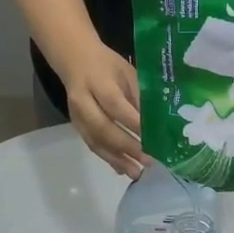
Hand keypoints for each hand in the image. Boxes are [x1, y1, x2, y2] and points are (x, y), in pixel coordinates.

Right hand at [62, 43, 143, 178]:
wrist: (75, 60)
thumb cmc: (108, 65)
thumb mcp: (127, 72)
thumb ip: (139, 96)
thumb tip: (158, 123)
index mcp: (98, 82)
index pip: (115, 105)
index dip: (134, 123)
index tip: (154, 138)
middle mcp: (83, 101)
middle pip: (103, 128)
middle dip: (127, 146)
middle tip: (148, 160)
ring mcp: (77, 116)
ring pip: (96, 141)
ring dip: (117, 159)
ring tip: (137, 172)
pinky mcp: (76, 127)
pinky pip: (92, 146)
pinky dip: (108, 159)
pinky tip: (122, 169)